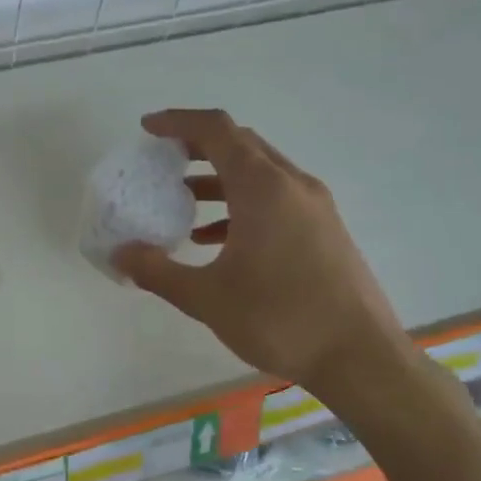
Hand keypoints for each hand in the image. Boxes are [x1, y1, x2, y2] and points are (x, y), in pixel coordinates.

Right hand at [113, 109, 407, 395]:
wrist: (359, 358)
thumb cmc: (279, 318)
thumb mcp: (206, 297)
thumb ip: (157, 271)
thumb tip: (120, 254)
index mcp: (263, 188)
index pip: (217, 131)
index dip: (178, 122)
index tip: (147, 129)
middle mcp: (292, 185)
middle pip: (240, 144)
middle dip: (197, 145)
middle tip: (161, 159)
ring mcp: (314, 207)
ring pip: (259, 173)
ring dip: (218, 178)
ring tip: (180, 199)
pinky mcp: (323, 230)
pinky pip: (274, 199)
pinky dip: (239, 205)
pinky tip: (212, 238)